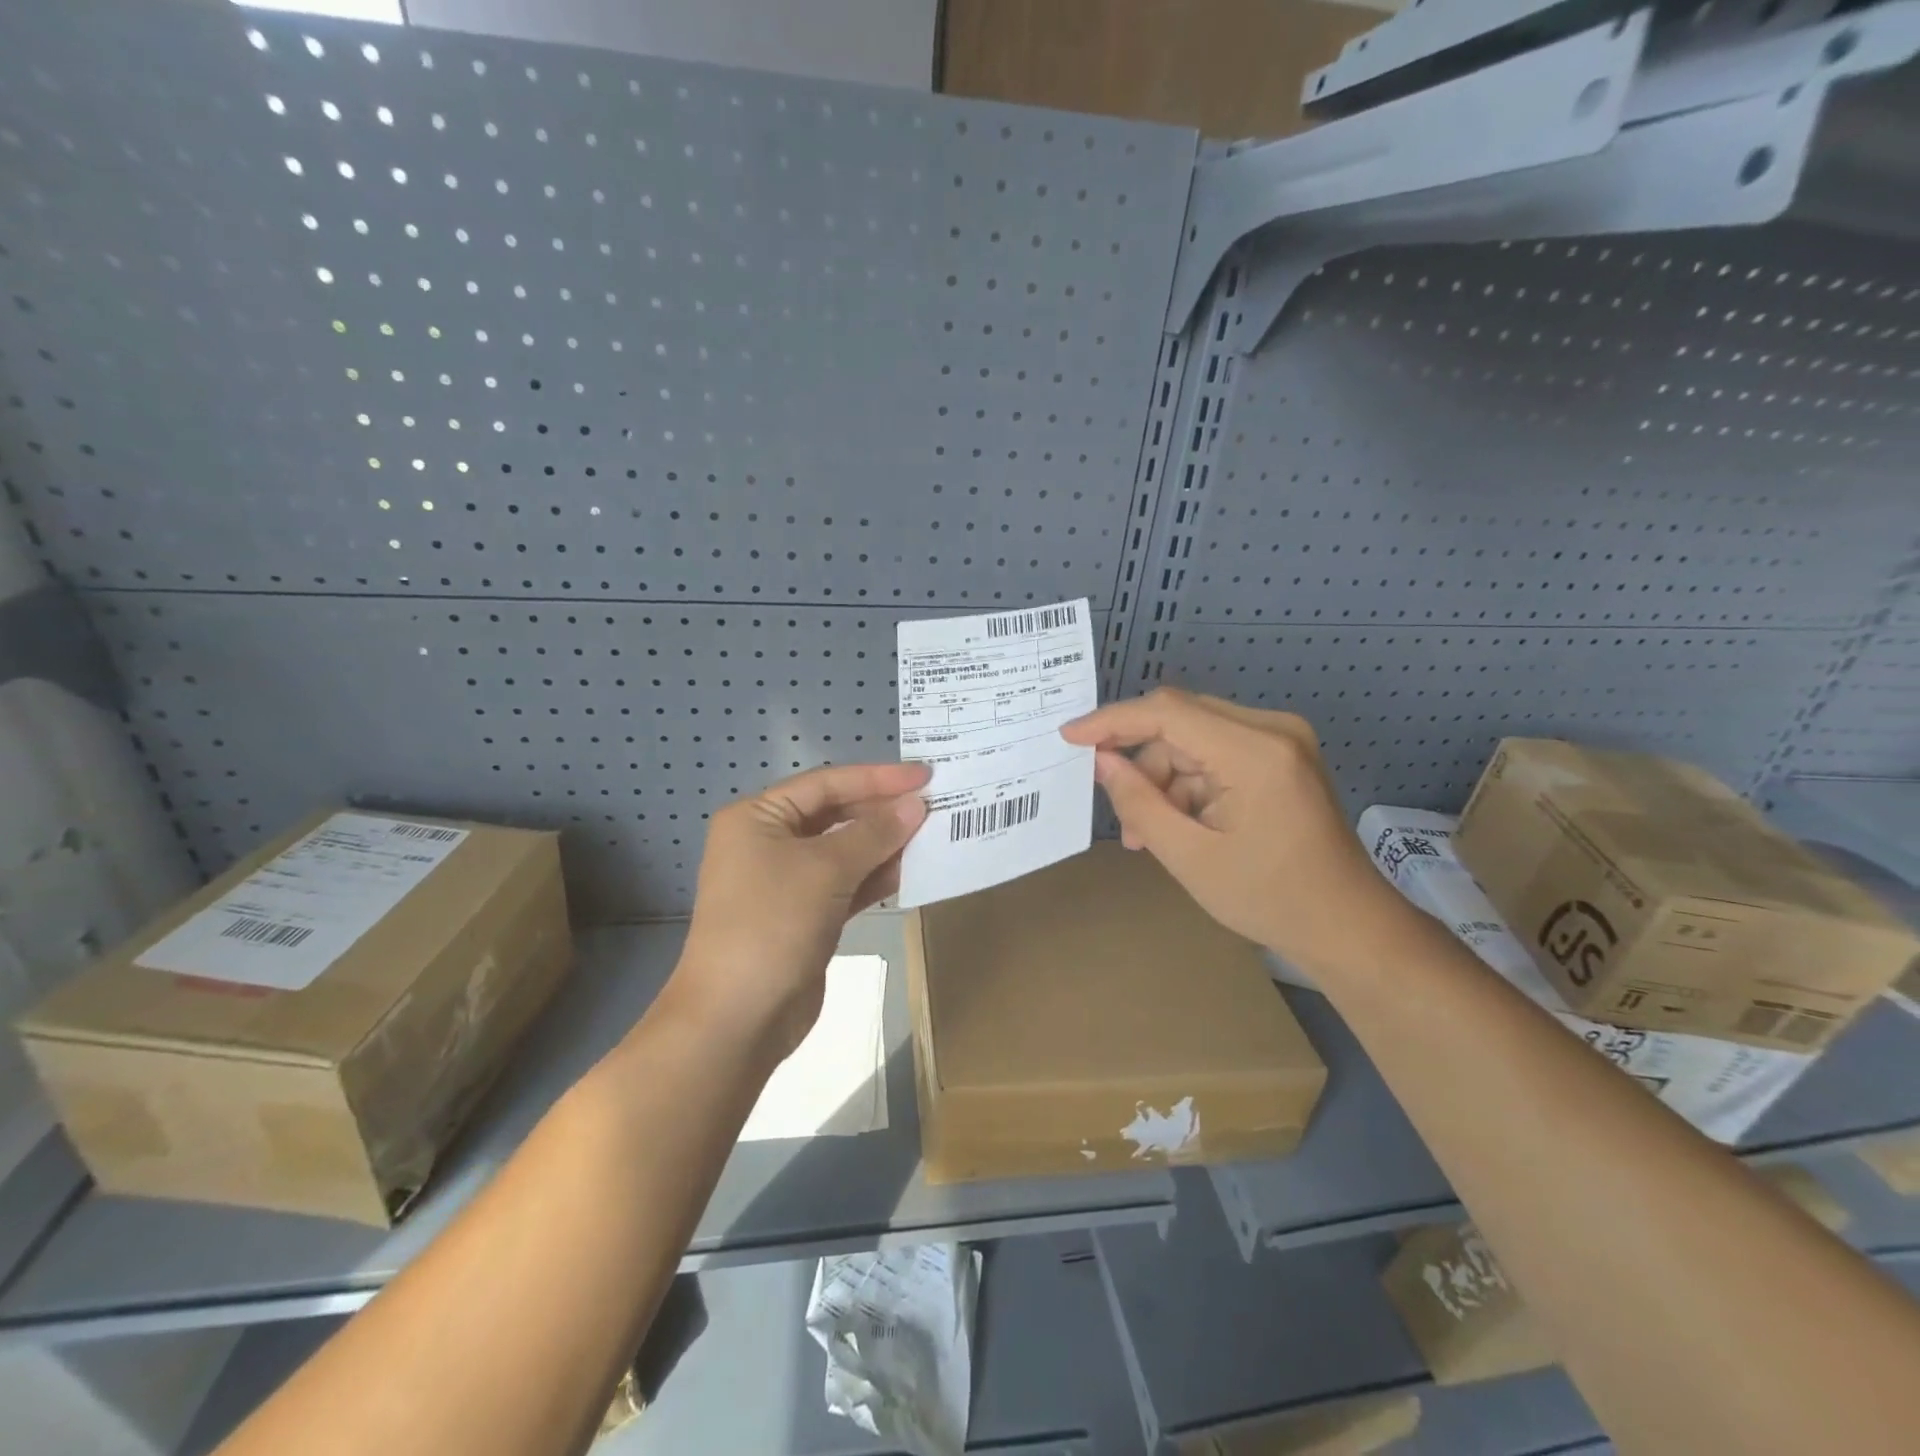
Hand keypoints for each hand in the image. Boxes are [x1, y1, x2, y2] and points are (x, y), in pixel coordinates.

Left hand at [672, 762, 928, 1059]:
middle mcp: (769, 842)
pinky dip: (874, 877)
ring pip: (843, 851)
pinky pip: (845, 884)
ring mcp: (786, 882)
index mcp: (758, 817)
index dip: (877, 777)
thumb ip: (874, 833)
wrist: (738, 1019)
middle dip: (882, 811)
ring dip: (884, 844)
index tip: (924, 775)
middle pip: (835, 814)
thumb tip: (916, 805)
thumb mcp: (825, 869)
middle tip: (934, 804)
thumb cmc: (773, 924)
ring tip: (932, 834)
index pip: (826, 784)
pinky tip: (910, 870)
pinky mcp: (805, 916)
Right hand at [1061, 689, 1406, 975]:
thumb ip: (1138, 802)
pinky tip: (1179, 826)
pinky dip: (1189, 785)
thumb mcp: (1189, 856)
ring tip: (1149, 835)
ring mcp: (1280, 741)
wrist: (1348, 926)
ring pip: (1193, 740)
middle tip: (1118, 811)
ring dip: (1163, 780)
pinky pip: (1215, 754)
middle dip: (1140, 763)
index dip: (1111, 721)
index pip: (1167, 712)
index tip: (1069, 736)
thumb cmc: (1270, 898)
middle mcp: (1272, 730)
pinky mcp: (1280, 756)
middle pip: (1179, 722)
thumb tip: (1101, 761)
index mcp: (1255, 751)